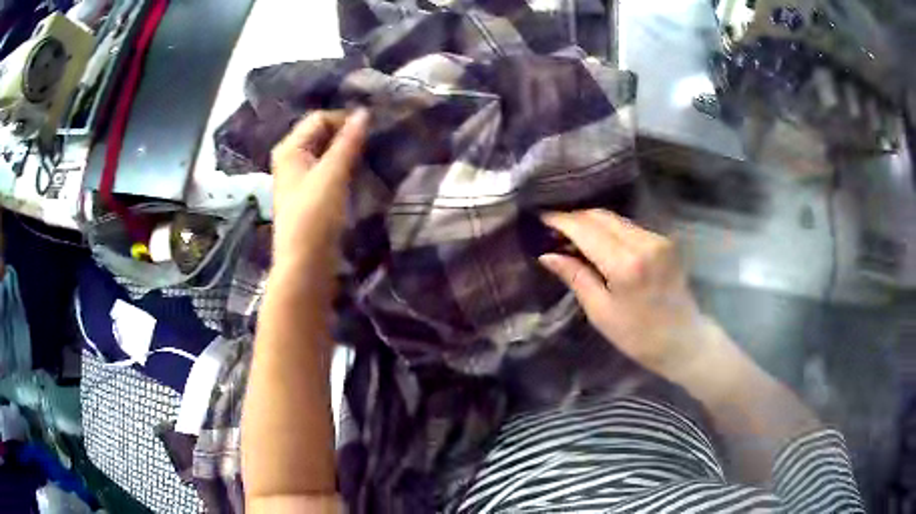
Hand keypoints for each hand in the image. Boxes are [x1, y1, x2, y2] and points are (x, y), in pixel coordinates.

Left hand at [270, 109, 368, 268]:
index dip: (344, 120)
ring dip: (345, 151)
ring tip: (370, 155)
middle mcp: (290, 159)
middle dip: (346, 134)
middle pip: (320, 134)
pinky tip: (357, 173)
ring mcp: (298, 178)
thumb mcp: (332, 174)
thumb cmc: (314, 216)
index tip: (373, 129)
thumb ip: (348, 141)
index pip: (319, 119)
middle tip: (374, 141)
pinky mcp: (308, 195)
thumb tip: (364, 113)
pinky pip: (326, 170)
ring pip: (324, 153)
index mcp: (289, 149)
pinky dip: (341, 167)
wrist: (305, 264)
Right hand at [540, 209, 725, 384]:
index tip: (541, 218)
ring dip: (592, 223)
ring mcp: (657, 239)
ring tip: (573, 236)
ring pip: (616, 219)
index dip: (561, 221)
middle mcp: (644, 242)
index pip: (586, 229)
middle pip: (601, 216)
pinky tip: (599, 243)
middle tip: (554, 228)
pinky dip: (610, 230)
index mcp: (625, 264)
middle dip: (575, 218)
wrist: (683, 340)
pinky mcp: (665, 241)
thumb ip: (576, 277)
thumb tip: (547, 255)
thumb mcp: (601, 312)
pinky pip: (629, 227)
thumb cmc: (638, 336)